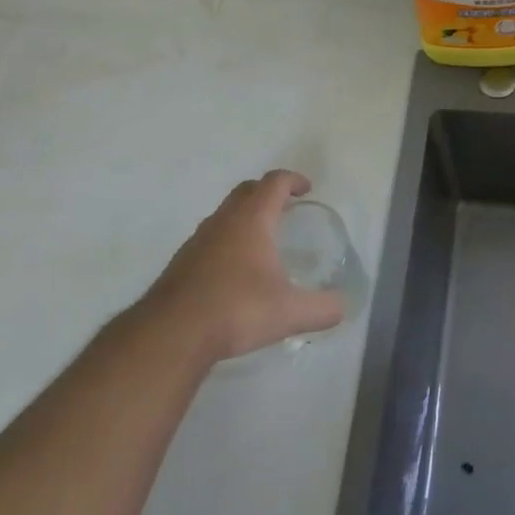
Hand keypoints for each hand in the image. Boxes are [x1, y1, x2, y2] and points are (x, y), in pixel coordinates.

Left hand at [142, 170, 344, 361]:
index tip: (306, 189)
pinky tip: (233, 270)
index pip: (274, 183)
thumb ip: (321, 308)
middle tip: (285, 207)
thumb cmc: (235, 310)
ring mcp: (198, 239)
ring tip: (261, 239)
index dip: (293, 180)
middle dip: (268, 192)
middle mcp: (224, 220)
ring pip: (225, 213)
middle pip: (247, 190)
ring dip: (244, 216)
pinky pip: (210, 237)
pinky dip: (227, 240)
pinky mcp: (181, 262)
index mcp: (252, 219)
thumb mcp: (288, 313)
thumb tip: (343, 307)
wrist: (171, 334)